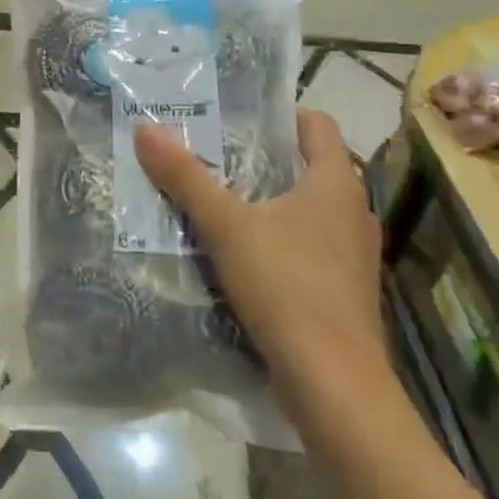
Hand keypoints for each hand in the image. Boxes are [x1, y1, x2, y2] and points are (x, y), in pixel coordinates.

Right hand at [134, 112, 390, 419]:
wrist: (334, 384)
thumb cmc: (287, 287)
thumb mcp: (226, 226)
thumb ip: (186, 177)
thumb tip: (145, 128)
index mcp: (336, 183)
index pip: (317, 124)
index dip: (280, 114)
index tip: (236, 118)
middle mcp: (353, 211)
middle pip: (308, 166)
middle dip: (262, 158)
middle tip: (211, 154)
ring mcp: (353, 253)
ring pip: (307, 208)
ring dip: (268, 200)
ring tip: (218, 200)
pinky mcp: (343, 288)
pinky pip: (308, 244)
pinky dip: (278, 238)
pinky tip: (240, 253)